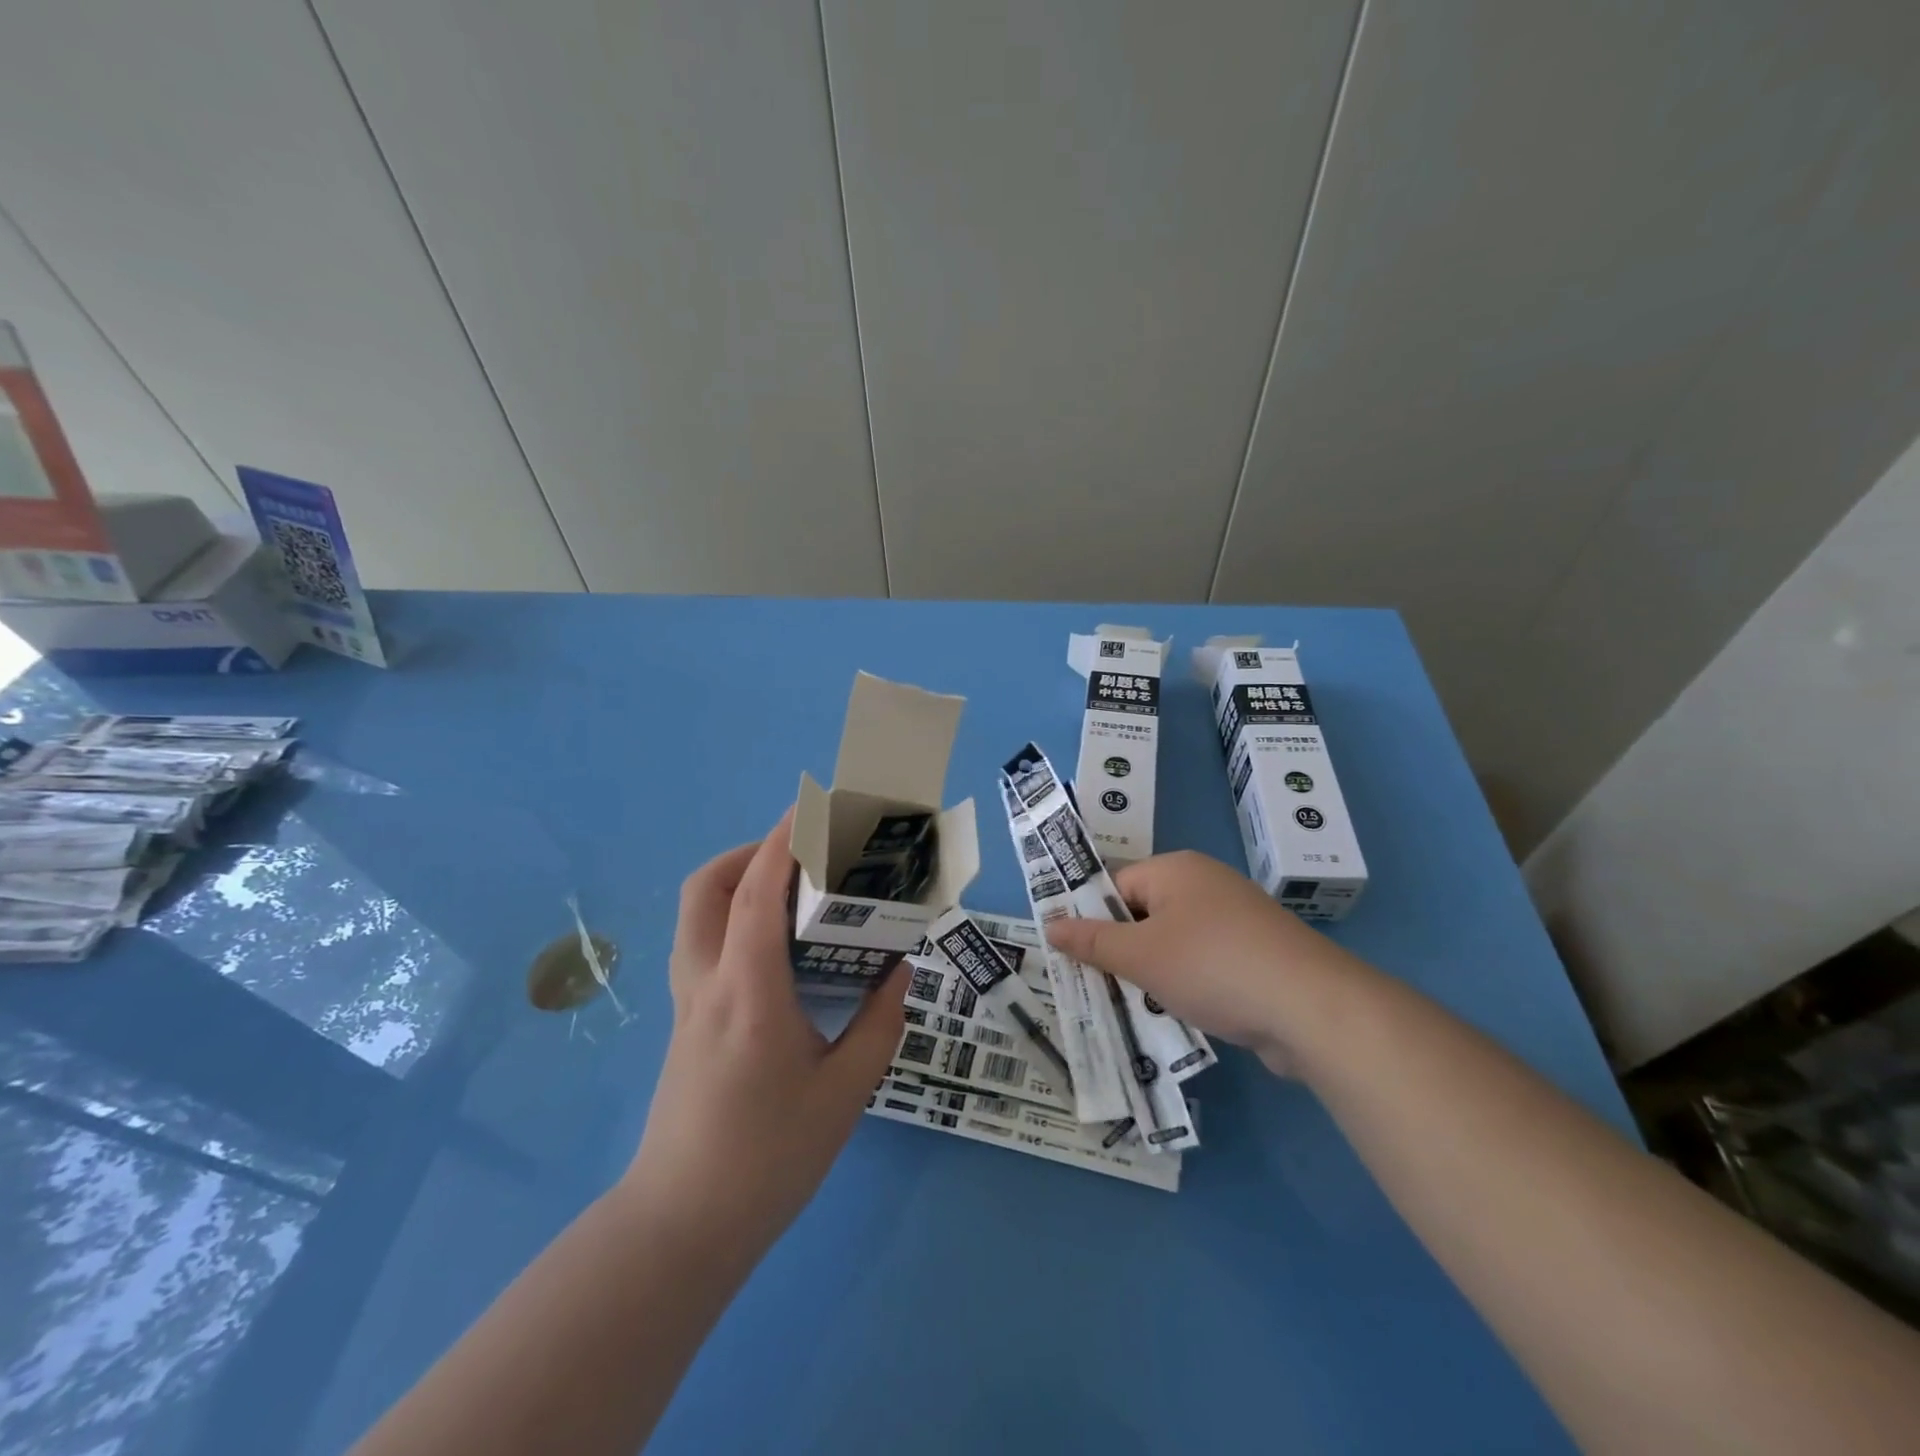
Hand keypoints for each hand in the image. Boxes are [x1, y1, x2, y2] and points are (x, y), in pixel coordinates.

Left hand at [622, 809, 906, 1261]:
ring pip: (695, 916)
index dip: (781, 844)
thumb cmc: (769, 1158)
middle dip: (749, 853)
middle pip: (705, 890)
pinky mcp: (683, 1023)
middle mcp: (707, 985)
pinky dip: (732, 918)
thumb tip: (898, 972)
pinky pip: (702, 944)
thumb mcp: (845, 1093)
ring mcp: (686, 1004)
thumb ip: (879, 1025)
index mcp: (749, 994)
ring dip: (735, 883)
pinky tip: (774, 950)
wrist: (682, 1226)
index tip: (808, 809)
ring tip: (788, 892)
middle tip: (799, 856)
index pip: (755, 896)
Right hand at [1043, 849, 1363, 1074]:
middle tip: (1096, 988)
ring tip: (1132, 1006)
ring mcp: (1237, 919)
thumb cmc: (1211, 966)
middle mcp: (1206, 884)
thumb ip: (1092, 942)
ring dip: (1153, 974)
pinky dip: (1188, 985)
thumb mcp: (1140, 955)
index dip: (1091, 920)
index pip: (1116, 886)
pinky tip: (1178, 1014)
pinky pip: (1206, 963)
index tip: (1073, 958)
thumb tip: (1050, 926)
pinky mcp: (1258, 954)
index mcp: (1176, 870)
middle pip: (1144, 913)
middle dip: (1121, 951)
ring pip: (1175, 943)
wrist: (1310, 1007)